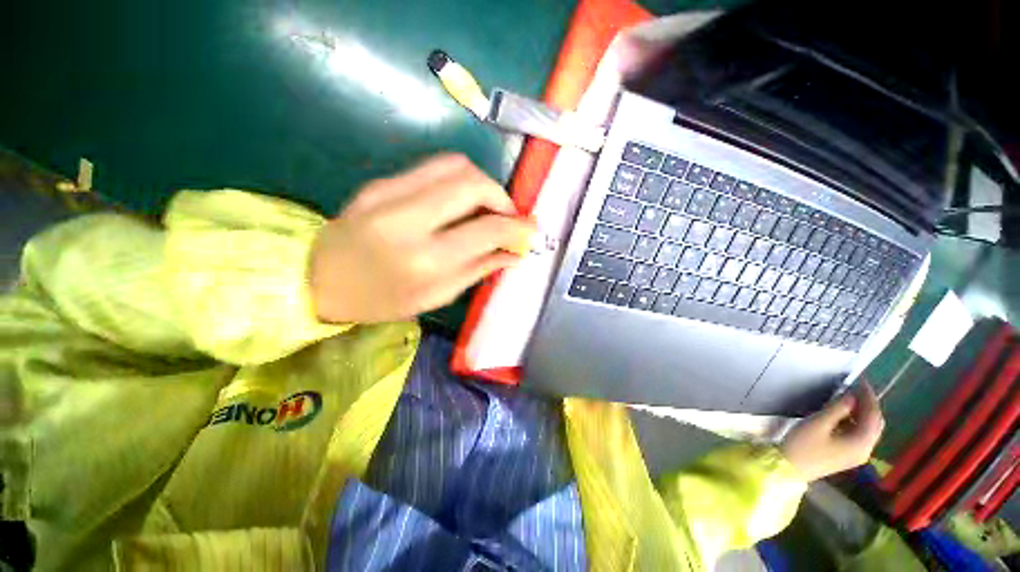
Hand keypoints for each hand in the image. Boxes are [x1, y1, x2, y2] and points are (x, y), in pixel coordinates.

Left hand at [310, 154, 535, 322]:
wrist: (317, 279)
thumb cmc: (381, 299)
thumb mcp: (437, 296)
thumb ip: (480, 269)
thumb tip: (515, 252)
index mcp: (426, 260)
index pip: (488, 228)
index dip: (518, 227)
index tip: (531, 231)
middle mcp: (409, 219)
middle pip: (473, 183)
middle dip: (503, 196)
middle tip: (508, 216)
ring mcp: (390, 193)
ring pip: (455, 164)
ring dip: (483, 183)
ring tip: (487, 206)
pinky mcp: (380, 181)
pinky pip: (433, 168)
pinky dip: (458, 181)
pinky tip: (459, 202)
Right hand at [780, 382, 884, 481]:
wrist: (789, 468)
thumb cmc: (803, 444)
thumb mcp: (818, 423)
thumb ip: (837, 409)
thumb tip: (851, 395)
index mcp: (861, 442)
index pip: (873, 416)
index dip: (869, 397)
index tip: (861, 380)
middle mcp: (865, 449)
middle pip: (875, 424)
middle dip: (869, 405)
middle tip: (856, 388)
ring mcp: (857, 455)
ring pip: (868, 430)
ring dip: (863, 413)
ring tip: (849, 398)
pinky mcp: (848, 456)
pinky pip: (859, 436)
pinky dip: (856, 422)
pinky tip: (844, 415)